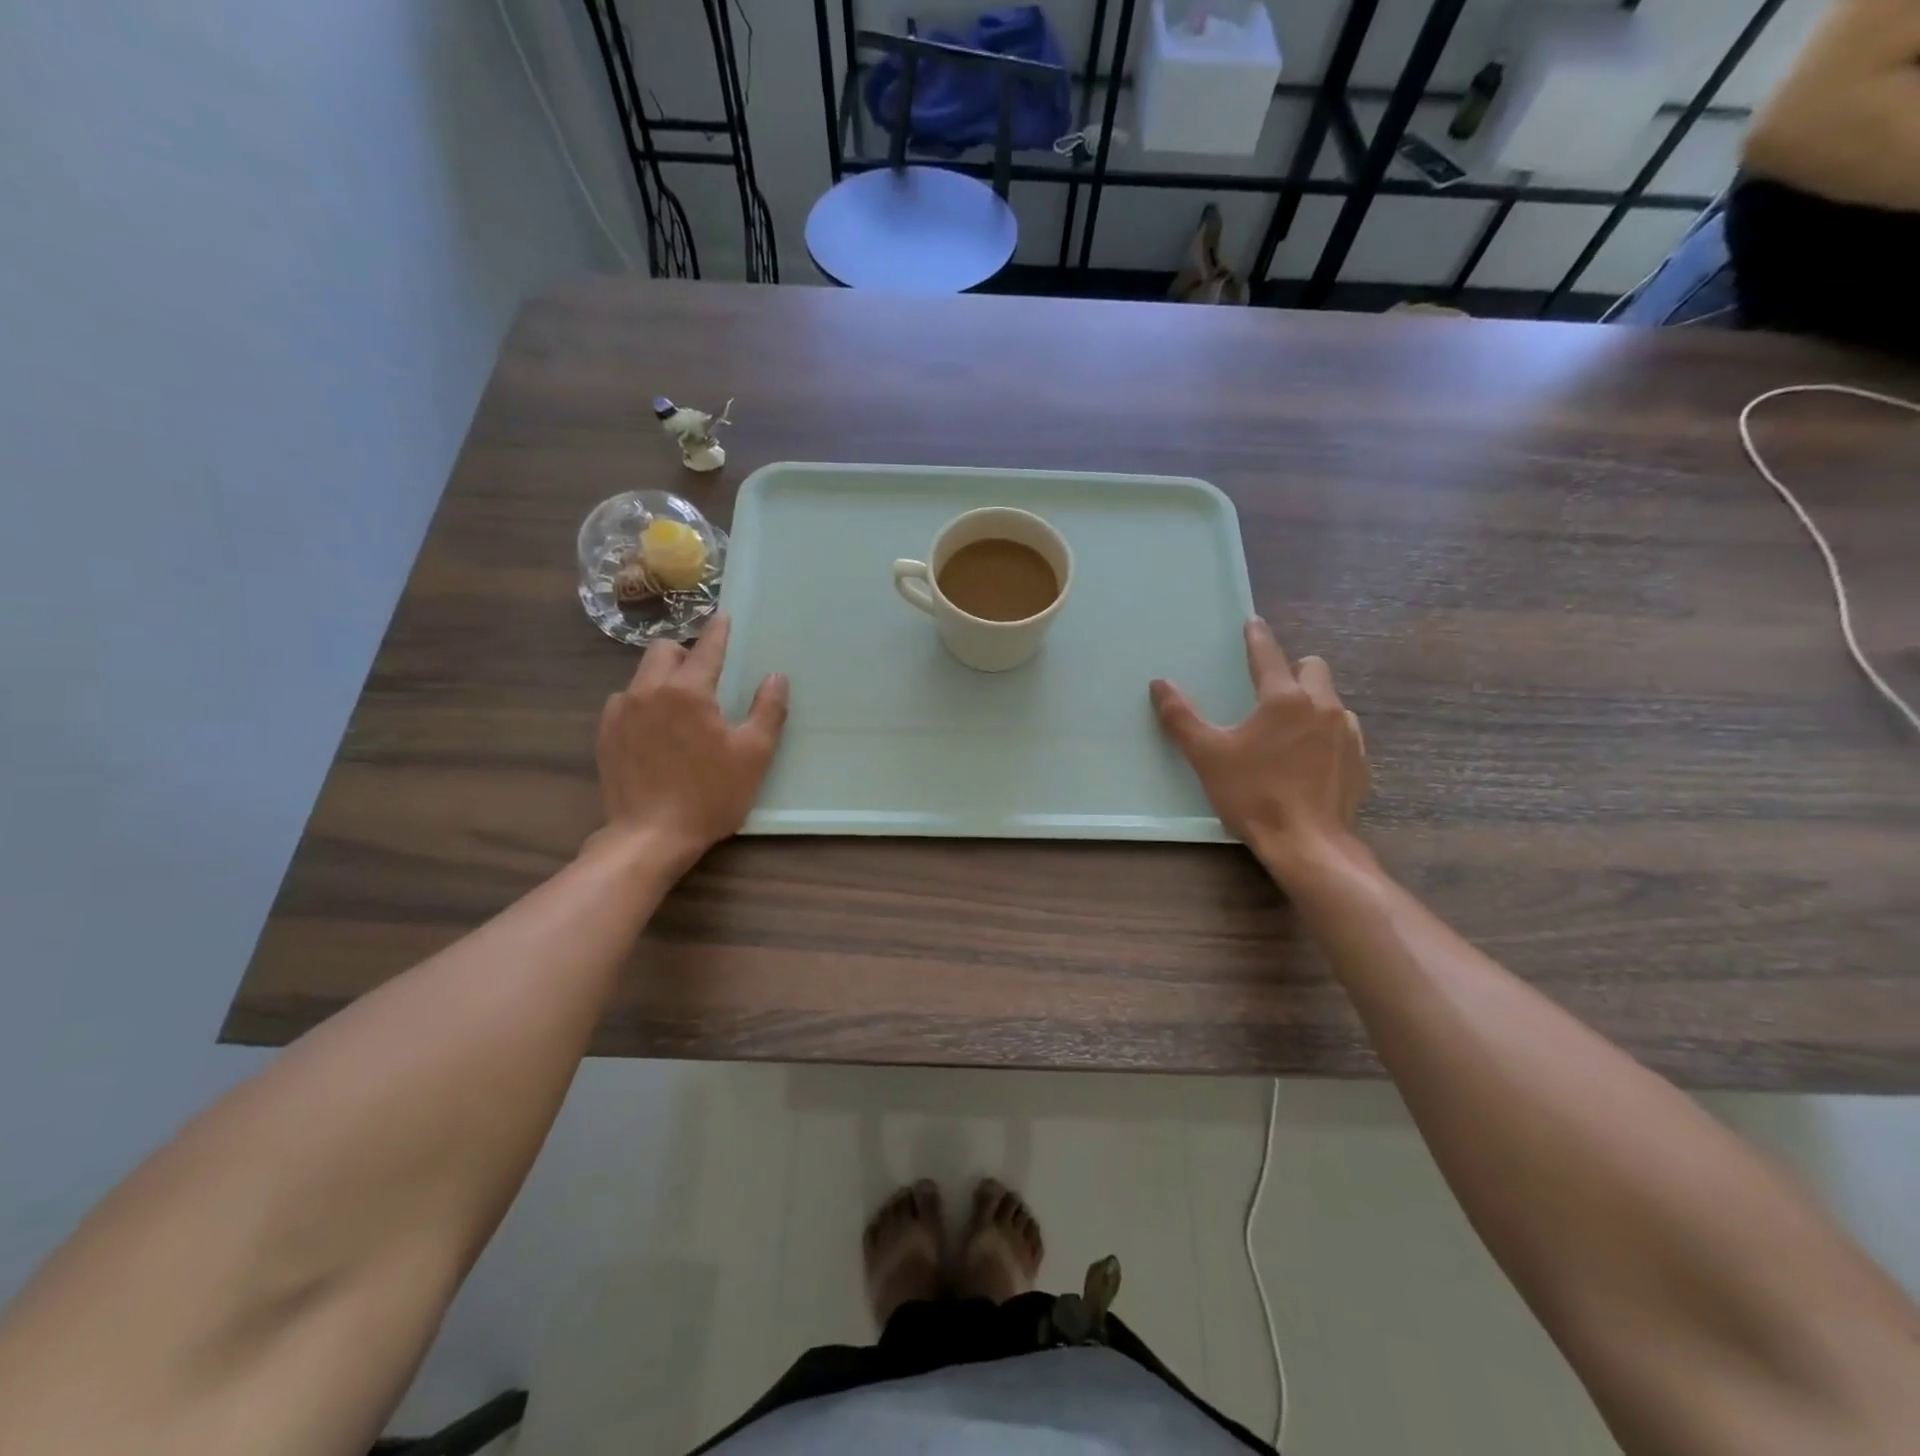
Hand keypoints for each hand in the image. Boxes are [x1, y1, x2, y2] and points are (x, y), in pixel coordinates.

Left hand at [592, 615, 787, 870]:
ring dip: (662, 678)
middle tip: (705, 675)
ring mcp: (620, 712)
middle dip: (685, 652)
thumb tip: (775, 676)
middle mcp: (648, 691)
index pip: (706, 647)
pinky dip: (643, 704)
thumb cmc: (709, 796)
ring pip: (641, 675)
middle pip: (663, 650)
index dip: (719, 630)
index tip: (723, 617)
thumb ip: (768, 710)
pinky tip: (656, 731)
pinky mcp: (605, 734)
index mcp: (688, 691)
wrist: (649, 837)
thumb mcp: (753, 755)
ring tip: (680, 707)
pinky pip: (625, 702)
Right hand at [1150, 618, 1368, 874]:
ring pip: (1331, 699)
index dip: (1257, 637)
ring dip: (1312, 702)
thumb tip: (1160, 684)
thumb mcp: (1207, 756)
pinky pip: (1344, 731)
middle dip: (1293, 670)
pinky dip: (1326, 733)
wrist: (1308, 844)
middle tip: (1269, 692)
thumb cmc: (1253, 795)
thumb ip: (1181, 717)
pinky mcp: (1359, 760)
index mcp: (1283, 699)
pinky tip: (1309, 758)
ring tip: (1288, 729)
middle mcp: (1322, 706)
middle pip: (1312, 668)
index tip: (1252, 624)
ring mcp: (1347, 733)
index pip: (1268, 654)